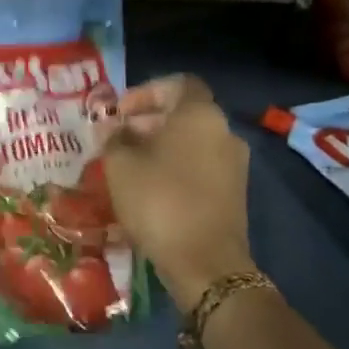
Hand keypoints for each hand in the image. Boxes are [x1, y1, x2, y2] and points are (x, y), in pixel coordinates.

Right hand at [103, 76, 256, 310]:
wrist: (206, 264)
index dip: (146, 91)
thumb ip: (113, 138)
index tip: (121, 112)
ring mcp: (234, 164)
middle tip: (117, 139)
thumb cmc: (160, 201)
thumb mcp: (121, 165)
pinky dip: (176, 167)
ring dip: (160, 146)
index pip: (178, 83)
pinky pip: (201, 165)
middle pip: (184, 113)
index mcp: (200, 114)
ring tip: (128, 165)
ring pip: (192, 141)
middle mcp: (224, 131)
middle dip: (148, 121)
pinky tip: (150, 188)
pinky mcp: (235, 193)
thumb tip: (113, 128)